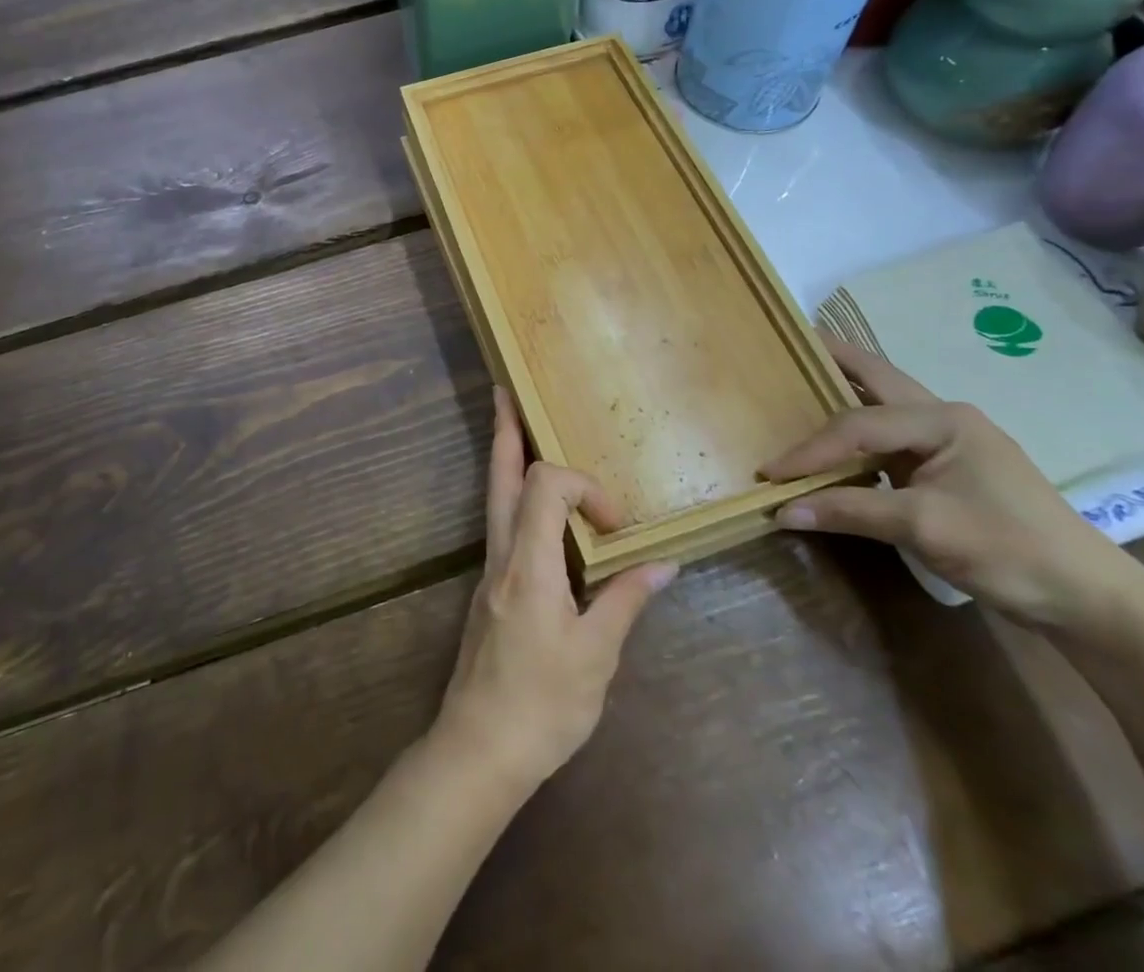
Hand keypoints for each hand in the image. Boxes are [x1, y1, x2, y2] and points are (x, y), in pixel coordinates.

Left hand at [433, 387, 677, 796]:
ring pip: (494, 497)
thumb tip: (664, 564)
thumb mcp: (597, 656)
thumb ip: (626, 601)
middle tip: (504, 393)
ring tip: (512, 428)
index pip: (547, 485)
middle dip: (504, 432)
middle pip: (500, 477)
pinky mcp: (490, 590)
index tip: (617, 526)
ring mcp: (490, 571)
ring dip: (505, 459)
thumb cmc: (543, 705)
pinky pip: (500, 524)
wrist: (479, 749)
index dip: (586, 486)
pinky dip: (514, 497)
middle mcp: (502, 555)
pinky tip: (531, 506)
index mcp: (529, 563)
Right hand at [764, 338, 1140, 632]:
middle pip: (878, 379)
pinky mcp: (951, 470)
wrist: (1090, 600)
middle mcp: (946, 418)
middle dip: (837, 359)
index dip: (810, 449)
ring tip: (807, 379)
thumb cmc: (1009, 550)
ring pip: (885, 406)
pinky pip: (892, 438)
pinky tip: (841, 439)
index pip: (857, 425)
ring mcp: (952, 443)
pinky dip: (860, 432)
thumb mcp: (924, 528)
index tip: (770, 473)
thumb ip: (849, 511)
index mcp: (943, 420)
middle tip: (796, 343)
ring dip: (847, 393)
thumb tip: (782, 511)